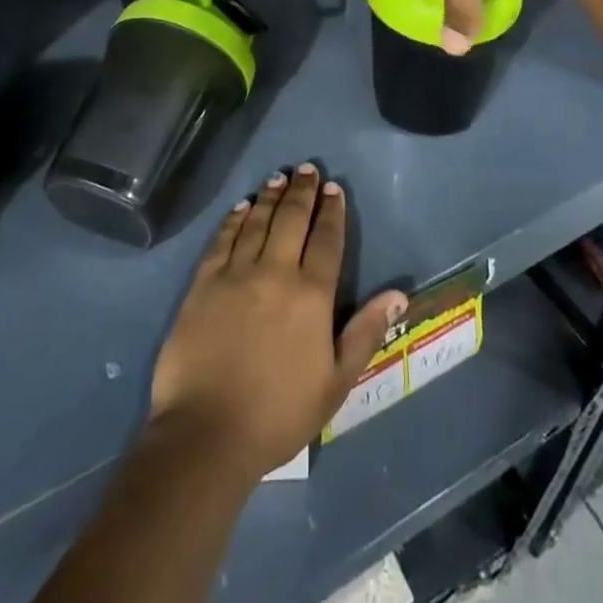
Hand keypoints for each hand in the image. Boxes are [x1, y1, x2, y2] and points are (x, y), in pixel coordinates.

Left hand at [149, 165, 407, 480]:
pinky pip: (222, 239)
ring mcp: (236, 274)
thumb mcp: (336, 383)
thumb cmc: (279, 414)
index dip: (332, 211)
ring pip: (258, 222)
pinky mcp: (204, 283)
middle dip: (302, 191)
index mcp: (311, 295)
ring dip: (270, 197)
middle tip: (307, 168)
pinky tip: (241, 207)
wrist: (208, 433)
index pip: (327, 240)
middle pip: (292, 219)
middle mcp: (275, 272)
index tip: (334, 188)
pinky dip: (234, 219)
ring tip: (278, 177)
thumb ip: (366, 332)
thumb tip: (399, 294)